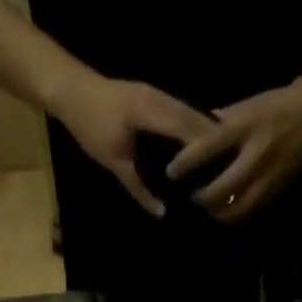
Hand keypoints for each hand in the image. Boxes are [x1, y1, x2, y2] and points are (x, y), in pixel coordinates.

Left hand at [50, 72, 214, 217]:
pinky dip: (192, 129)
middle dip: (214, 143)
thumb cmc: (89, 125)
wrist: (69, 88)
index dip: (208, 149)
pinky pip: (180, 112)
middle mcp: (159, 98)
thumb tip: (162, 213)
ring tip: (222, 160)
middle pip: (195, 119)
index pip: (189, 129)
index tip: (226, 171)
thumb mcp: (113, 162)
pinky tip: (200, 147)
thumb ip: (138, 188)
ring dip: (205, 135)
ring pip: (190, 113)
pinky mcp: (152, 96)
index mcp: (152, 111)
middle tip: (231, 169)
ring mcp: (157, 94)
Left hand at [166, 81, 301, 223]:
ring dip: (219, 213)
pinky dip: (237, 215)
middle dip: (203, 199)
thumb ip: (222, 121)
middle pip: (221, 189)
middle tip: (191, 199)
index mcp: (244, 127)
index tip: (171, 173)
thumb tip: (196, 132)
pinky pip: (252, 211)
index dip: (186, 163)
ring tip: (208, 210)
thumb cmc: (276, 105)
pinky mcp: (277, 191)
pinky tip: (228, 213)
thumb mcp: (247, 105)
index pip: (207, 148)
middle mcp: (255, 155)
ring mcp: (267, 177)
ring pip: (237, 207)